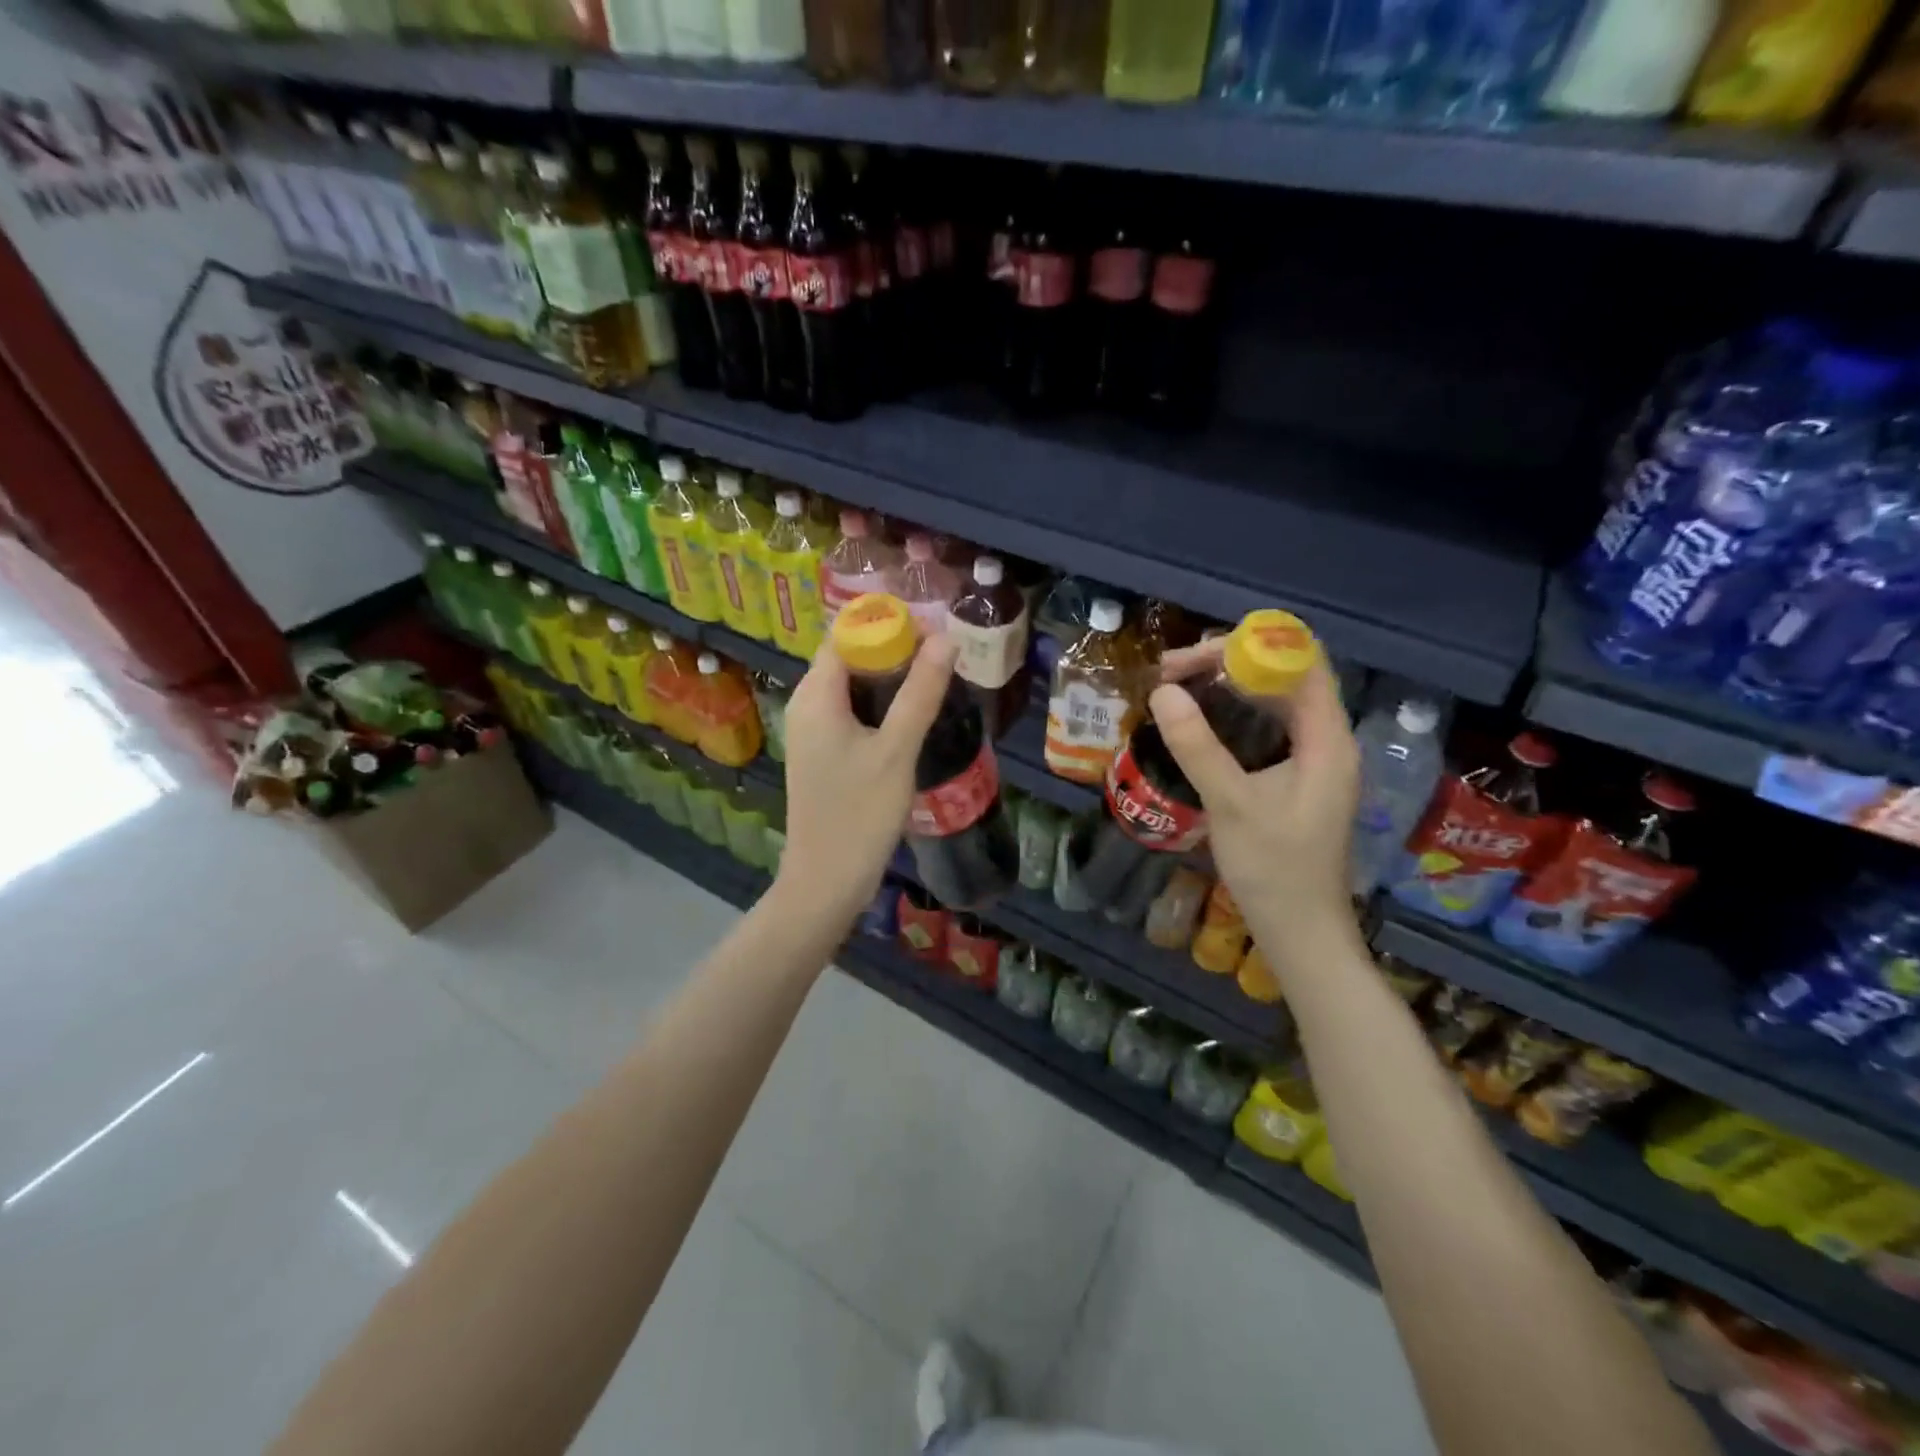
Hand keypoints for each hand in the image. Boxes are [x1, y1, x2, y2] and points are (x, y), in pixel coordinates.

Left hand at [774, 634, 957, 922]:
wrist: (825, 881)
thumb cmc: (859, 814)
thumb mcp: (896, 750)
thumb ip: (920, 693)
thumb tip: (945, 639)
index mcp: (816, 695)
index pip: (846, 635)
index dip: (887, 625)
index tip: (932, 630)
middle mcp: (806, 705)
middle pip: (849, 657)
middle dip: (893, 649)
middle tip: (942, 654)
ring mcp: (812, 731)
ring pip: (852, 686)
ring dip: (889, 678)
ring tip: (934, 679)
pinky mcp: (823, 754)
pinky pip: (850, 712)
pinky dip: (879, 705)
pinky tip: (911, 717)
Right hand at [1149, 643, 1360, 955]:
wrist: (1301, 932)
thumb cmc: (1274, 870)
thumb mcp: (1231, 804)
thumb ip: (1198, 746)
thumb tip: (1163, 691)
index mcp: (1327, 740)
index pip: (1300, 664)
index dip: (1250, 648)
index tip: (1193, 658)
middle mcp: (1326, 741)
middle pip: (1284, 677)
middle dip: (1228, 665)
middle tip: (1170, 673)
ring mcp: (1312, 760)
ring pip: (1272, 702)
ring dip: (1226, 688)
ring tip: (1176, 688)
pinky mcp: (1295, 778)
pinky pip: (1265, 728)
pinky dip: (1231, 715)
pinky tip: (1197, 723)